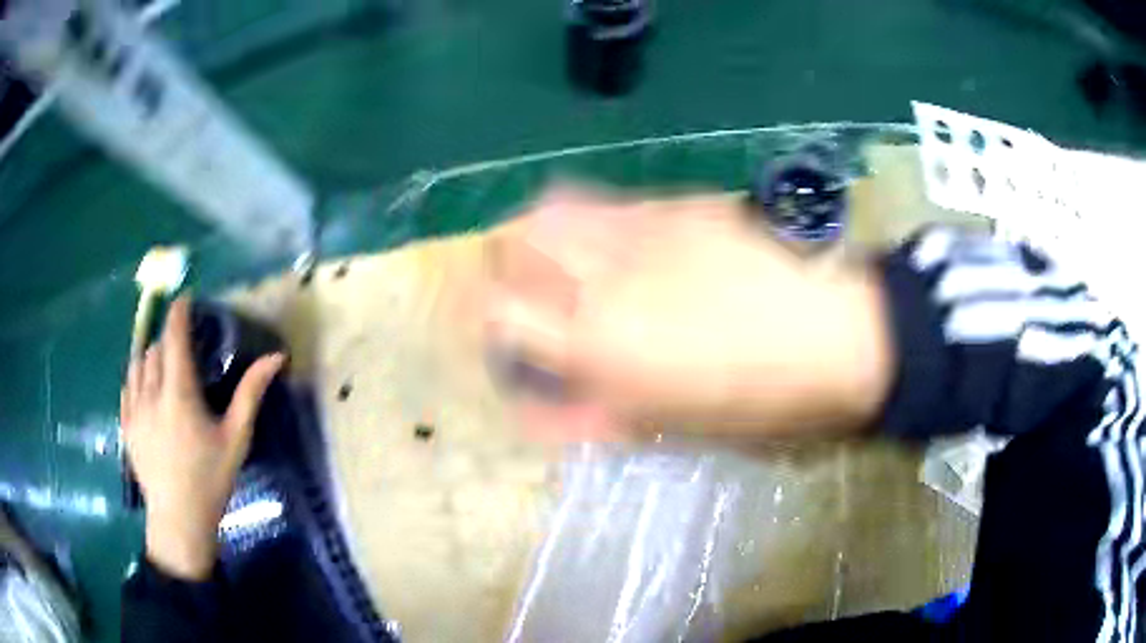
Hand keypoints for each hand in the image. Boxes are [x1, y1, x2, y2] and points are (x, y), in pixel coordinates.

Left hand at [121, 297, 284, 579]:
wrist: (179, 520)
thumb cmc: (210, 479)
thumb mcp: (236, 438)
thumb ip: (251, 393)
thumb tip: (276, 357)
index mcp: (179, 393)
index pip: (174, 338)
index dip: (178, 313)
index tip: (184, 299)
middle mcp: (151, 393)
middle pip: (154, 348)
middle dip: (166, 339)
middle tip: (180, 344)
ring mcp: (134, 409)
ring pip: (136, 365)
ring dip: (149, 355)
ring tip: (162, 362)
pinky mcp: (125, 425)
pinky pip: (126, 388)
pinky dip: (135, 378)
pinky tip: (144, 388)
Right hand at [484, 186, 892, 440]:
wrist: (845, 335)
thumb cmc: (765, 403)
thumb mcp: (674, 428)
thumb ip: (594, 417)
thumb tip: (538, 411)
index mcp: (600, 347)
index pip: (497, 317)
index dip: (483, 326)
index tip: (496, 340)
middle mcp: (602, 277)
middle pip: (506, 246)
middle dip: (498, 271)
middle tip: (520, 297)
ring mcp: (640, 231)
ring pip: (548, 211)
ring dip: (534, 237)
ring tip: (555, 262)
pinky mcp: (676, 205)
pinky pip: (605, 202)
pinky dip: (586, 220)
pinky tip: (614, 245)